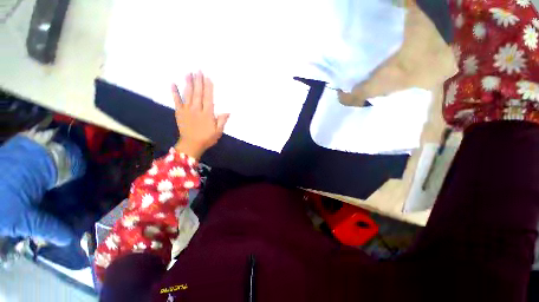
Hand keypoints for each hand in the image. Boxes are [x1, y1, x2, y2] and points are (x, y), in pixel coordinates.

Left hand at [173, 72, 229, 158]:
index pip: (208, 98)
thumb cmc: (207, 138)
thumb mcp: (218, 132)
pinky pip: (176, 101)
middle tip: (198, 70)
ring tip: (189, 73)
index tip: (208, 78)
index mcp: (207, 114)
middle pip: (198, 93)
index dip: (208, 87)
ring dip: (188, 83)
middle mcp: (197, 109)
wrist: (191, 145)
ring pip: (188, 94)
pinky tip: (173, 84)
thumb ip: (222, 121)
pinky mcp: (179, 112)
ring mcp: (187, 110)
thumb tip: (227, 112)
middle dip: (199, 81)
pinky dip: (174, 92)